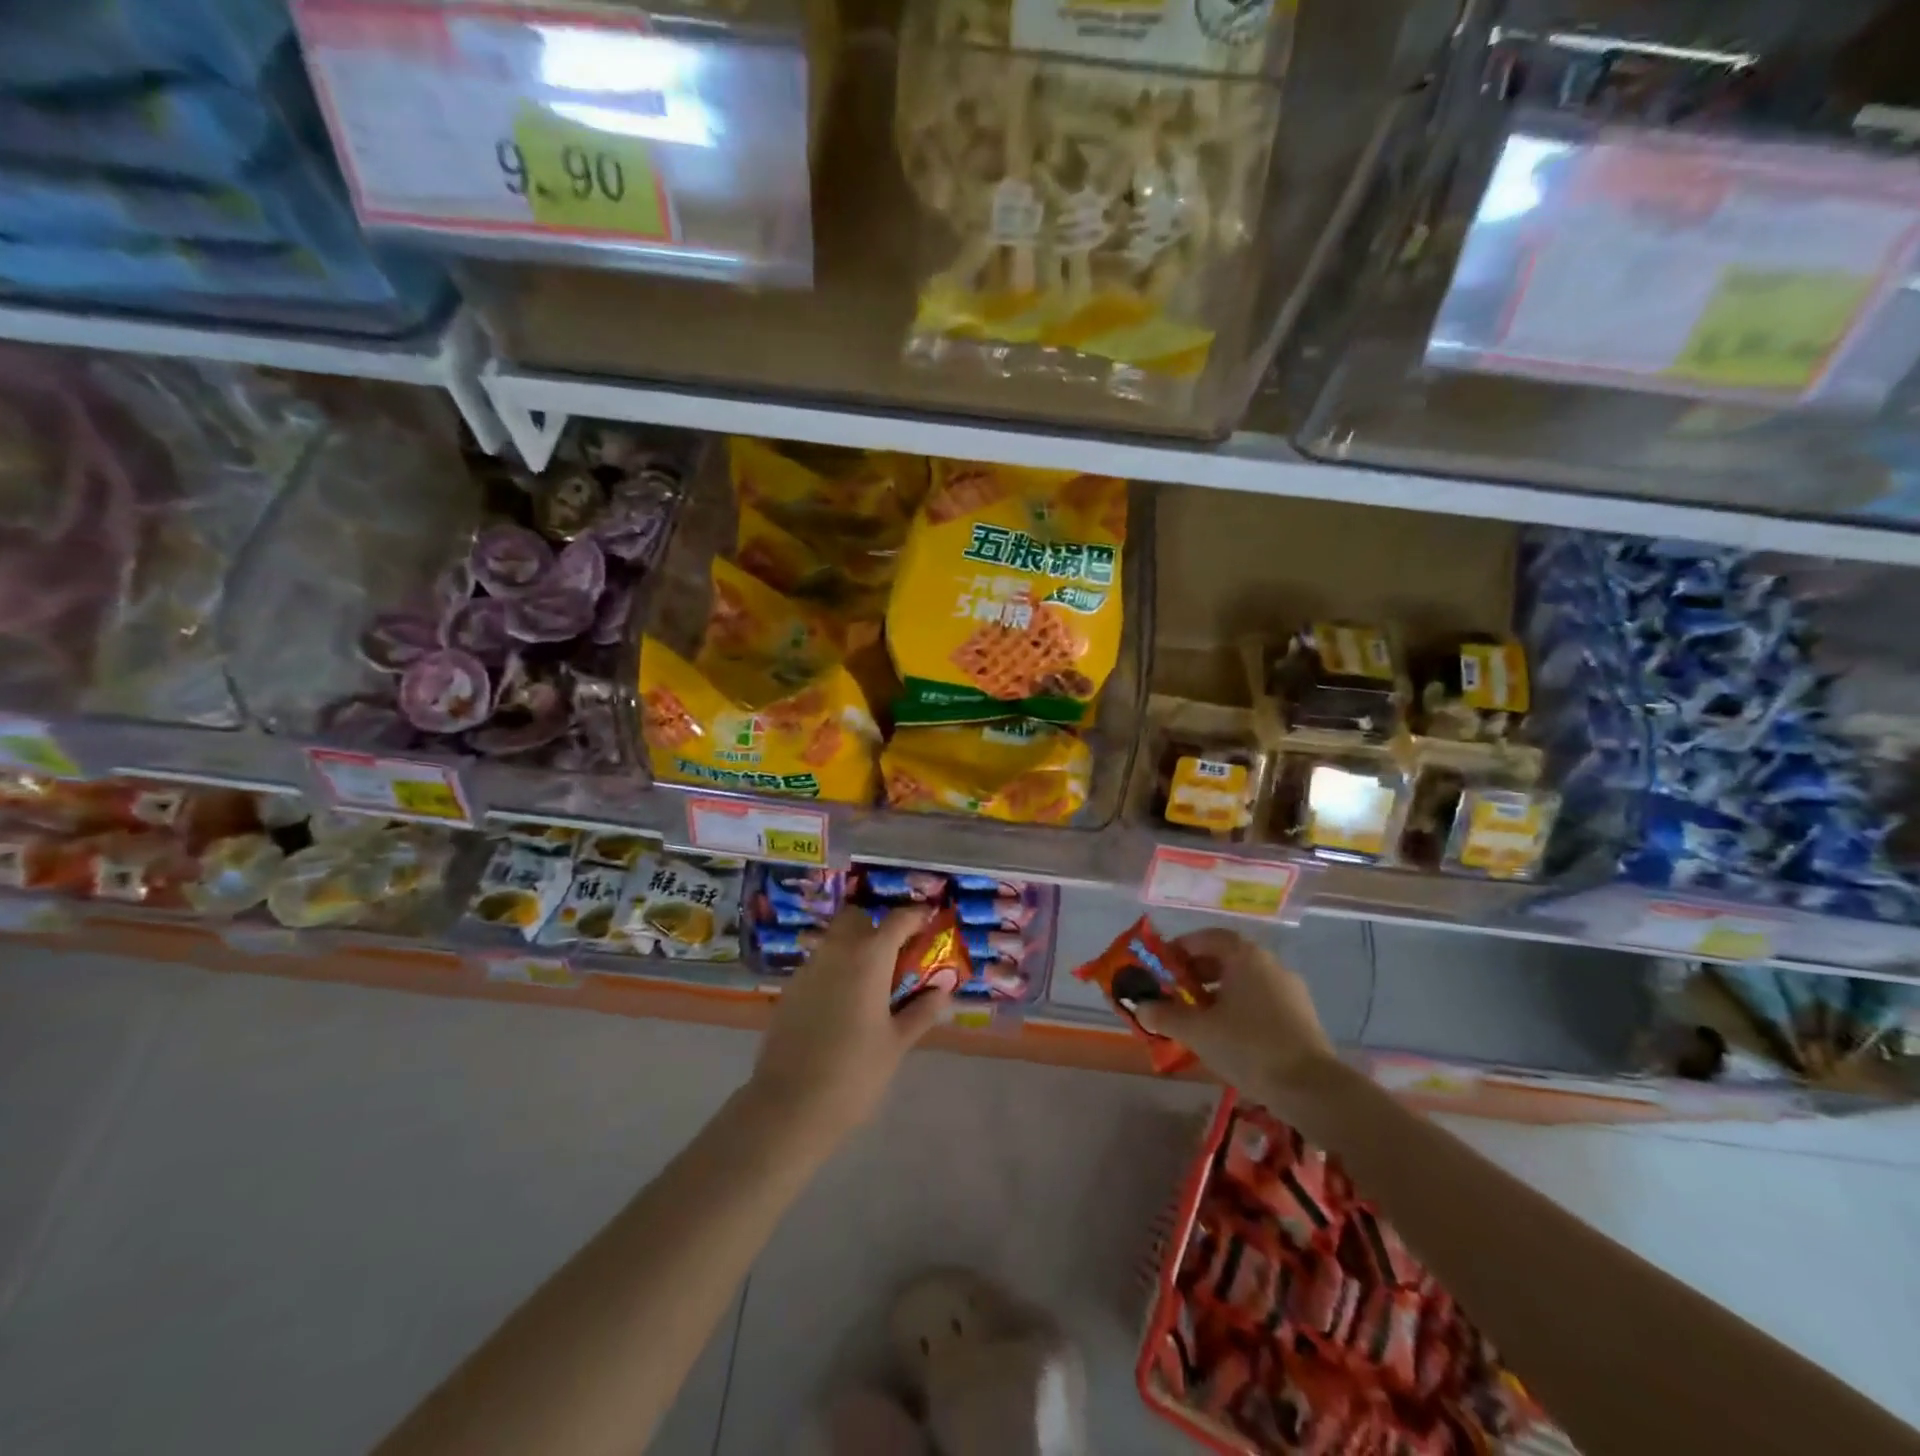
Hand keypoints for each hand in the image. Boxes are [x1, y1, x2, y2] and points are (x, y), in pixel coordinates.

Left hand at [750, 906, 956, 1140]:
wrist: (789, 1105)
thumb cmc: (855, 1072)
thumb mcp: (897, 1043)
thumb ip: (921, 1011)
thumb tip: (943, 991)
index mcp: (869, 957)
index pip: (898, 920)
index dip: (916, 915)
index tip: (930, 919)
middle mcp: (836, 951)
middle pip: (857, 918)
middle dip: (876, 926)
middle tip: (896, 953)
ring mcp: (808, 969)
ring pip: (834, 940)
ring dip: (854, 947)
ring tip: (871, 981)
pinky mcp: (789, 990)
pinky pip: (818, 965)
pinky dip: (834, 970)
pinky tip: (842, 1004)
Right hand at [1136, 929, 1333, 1095]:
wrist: (1312, 1088)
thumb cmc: (1248, 1046)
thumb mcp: (1197, 1031)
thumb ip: (1165, 1016)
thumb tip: (1139, 1008)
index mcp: (1244, 955)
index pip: (1206, 937)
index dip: (1180, 949)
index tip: (1162, 968)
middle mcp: (1269, 963)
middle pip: (1225, 957)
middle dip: (1196, 973)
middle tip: (1175, 993)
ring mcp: (1289, 989)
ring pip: (1244, 980)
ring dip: (1217, 992)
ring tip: (1198, 1018)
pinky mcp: (1301, 1014)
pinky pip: (1261, 999)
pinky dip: (1240, 1008)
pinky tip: (1228, 1036)